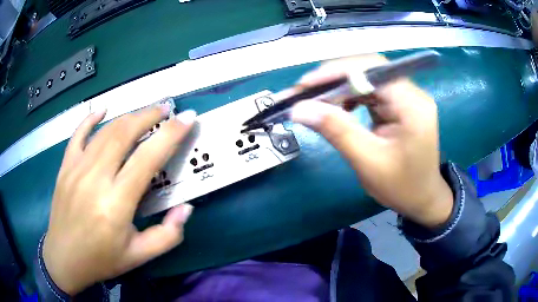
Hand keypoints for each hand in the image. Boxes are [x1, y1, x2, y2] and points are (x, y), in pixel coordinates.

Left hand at [43, 104, 195, 294]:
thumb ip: (168, 235)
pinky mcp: (65, 167)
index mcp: (116, 204)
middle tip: (167, 109)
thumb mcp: (139, 256)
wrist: (64, 258)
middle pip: (124, 134)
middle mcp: (95, 179)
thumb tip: (186, 207)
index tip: (188, 118)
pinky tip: (102, 110)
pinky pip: (78, 134)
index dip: (171, 134)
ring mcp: (77, 169)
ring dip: (128, 117)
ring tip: (145, 113)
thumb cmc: (102, 259)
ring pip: (105, 131)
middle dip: (149, 116)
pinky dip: (91, 118)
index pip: (147, 158)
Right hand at [291, 54, 453, 227]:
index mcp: (412, 106)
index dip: (337, 71)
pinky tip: (337, 106)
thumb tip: (299, 109)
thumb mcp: (368, 162)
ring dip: (339, 86)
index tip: (306, 85)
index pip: (373, 70)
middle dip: (334, 77)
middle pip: (369, 69)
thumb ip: (337, 131)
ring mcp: (406, 97)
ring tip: (315, 99)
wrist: (422, 199)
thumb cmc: (401, 187)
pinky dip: (349, 95)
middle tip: (305, 91)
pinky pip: (371, 90)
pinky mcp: (399, 104)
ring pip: (367, 78)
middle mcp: (412, 94)